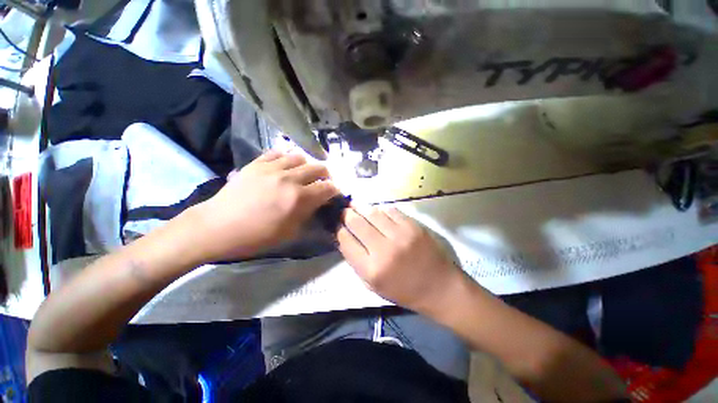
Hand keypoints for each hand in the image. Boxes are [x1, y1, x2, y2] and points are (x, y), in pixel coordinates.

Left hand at [193, 150, 339, 261]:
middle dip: (326, 175)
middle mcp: (290, 179)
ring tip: (302, 173)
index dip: (334, 190)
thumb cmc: (257, 236)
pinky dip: (286, 157)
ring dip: (306, 165)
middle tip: (322, 182)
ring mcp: (272, 168)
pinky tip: (285, 165)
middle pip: (318, 168)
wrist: (218, 227)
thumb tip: (319, 204)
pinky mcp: (257, 163)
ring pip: (300, 157)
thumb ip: (309, 215)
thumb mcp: (290, 233)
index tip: (333, 194)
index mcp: (299, 198)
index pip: (328, 187)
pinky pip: (277, 152)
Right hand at [337, 206, 465, 313]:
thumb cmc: (404, 290)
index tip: (338, 225)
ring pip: (372, 213)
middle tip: (344, 210)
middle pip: (357, 223)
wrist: (439, 287)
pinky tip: (377, 210)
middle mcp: (383, 249)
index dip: (339, 230)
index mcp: (371, 269)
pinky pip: (390, 211)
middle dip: (347, 214)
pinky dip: (380, 209)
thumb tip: (345, 237)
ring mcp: (400, 235)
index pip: (346, 241)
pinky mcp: (413, 226)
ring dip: (361, 207)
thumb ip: (356, 262)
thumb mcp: (373, 286)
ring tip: (355, 205)